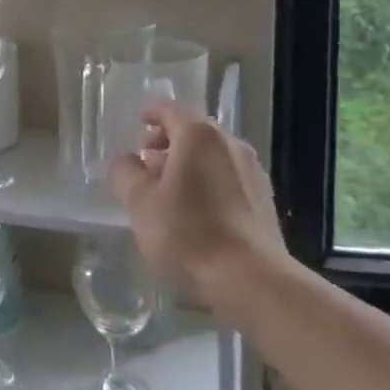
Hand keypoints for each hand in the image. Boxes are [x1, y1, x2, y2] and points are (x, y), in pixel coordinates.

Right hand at [109, 103, 288, 330]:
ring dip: (188, 162)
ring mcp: (252, 172)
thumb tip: (125, 160)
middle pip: (195, 131)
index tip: (138, 120)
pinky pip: (228, 177)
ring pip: (213, 155)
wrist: (250, 278)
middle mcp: (230, 144)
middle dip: (168, 140)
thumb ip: (126, 174)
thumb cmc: (186, 233)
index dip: (151, 113)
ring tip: (167, 186)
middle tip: (146, 157)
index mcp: (198, 137)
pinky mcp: (264, 200)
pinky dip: (207, 180)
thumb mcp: (139, 203)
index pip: (170, 111)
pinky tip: (194, 208)